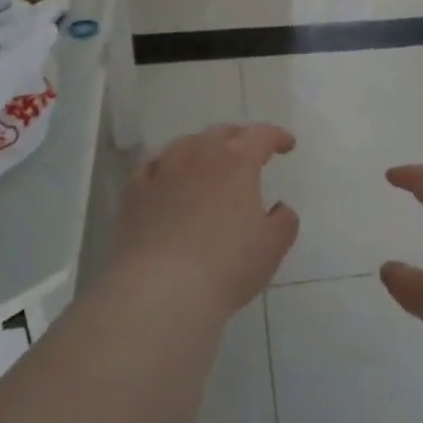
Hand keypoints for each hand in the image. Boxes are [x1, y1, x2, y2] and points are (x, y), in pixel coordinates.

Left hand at [110, 124, 299, 313]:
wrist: (161, 288)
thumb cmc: (227, 265)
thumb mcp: (272, 247)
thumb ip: (283, 221)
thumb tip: (280, 208)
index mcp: (238, 161)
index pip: (261, 135)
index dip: (277, 137)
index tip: (287, 145)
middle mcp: (199, 155)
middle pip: (222, 133)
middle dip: (239, 138)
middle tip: (249, 152)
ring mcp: (163, 170)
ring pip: (185, 145)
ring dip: (202, 148)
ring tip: (208, 162)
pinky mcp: (134, 193)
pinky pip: (153, 168)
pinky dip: (166, 167)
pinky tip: (167, 179)